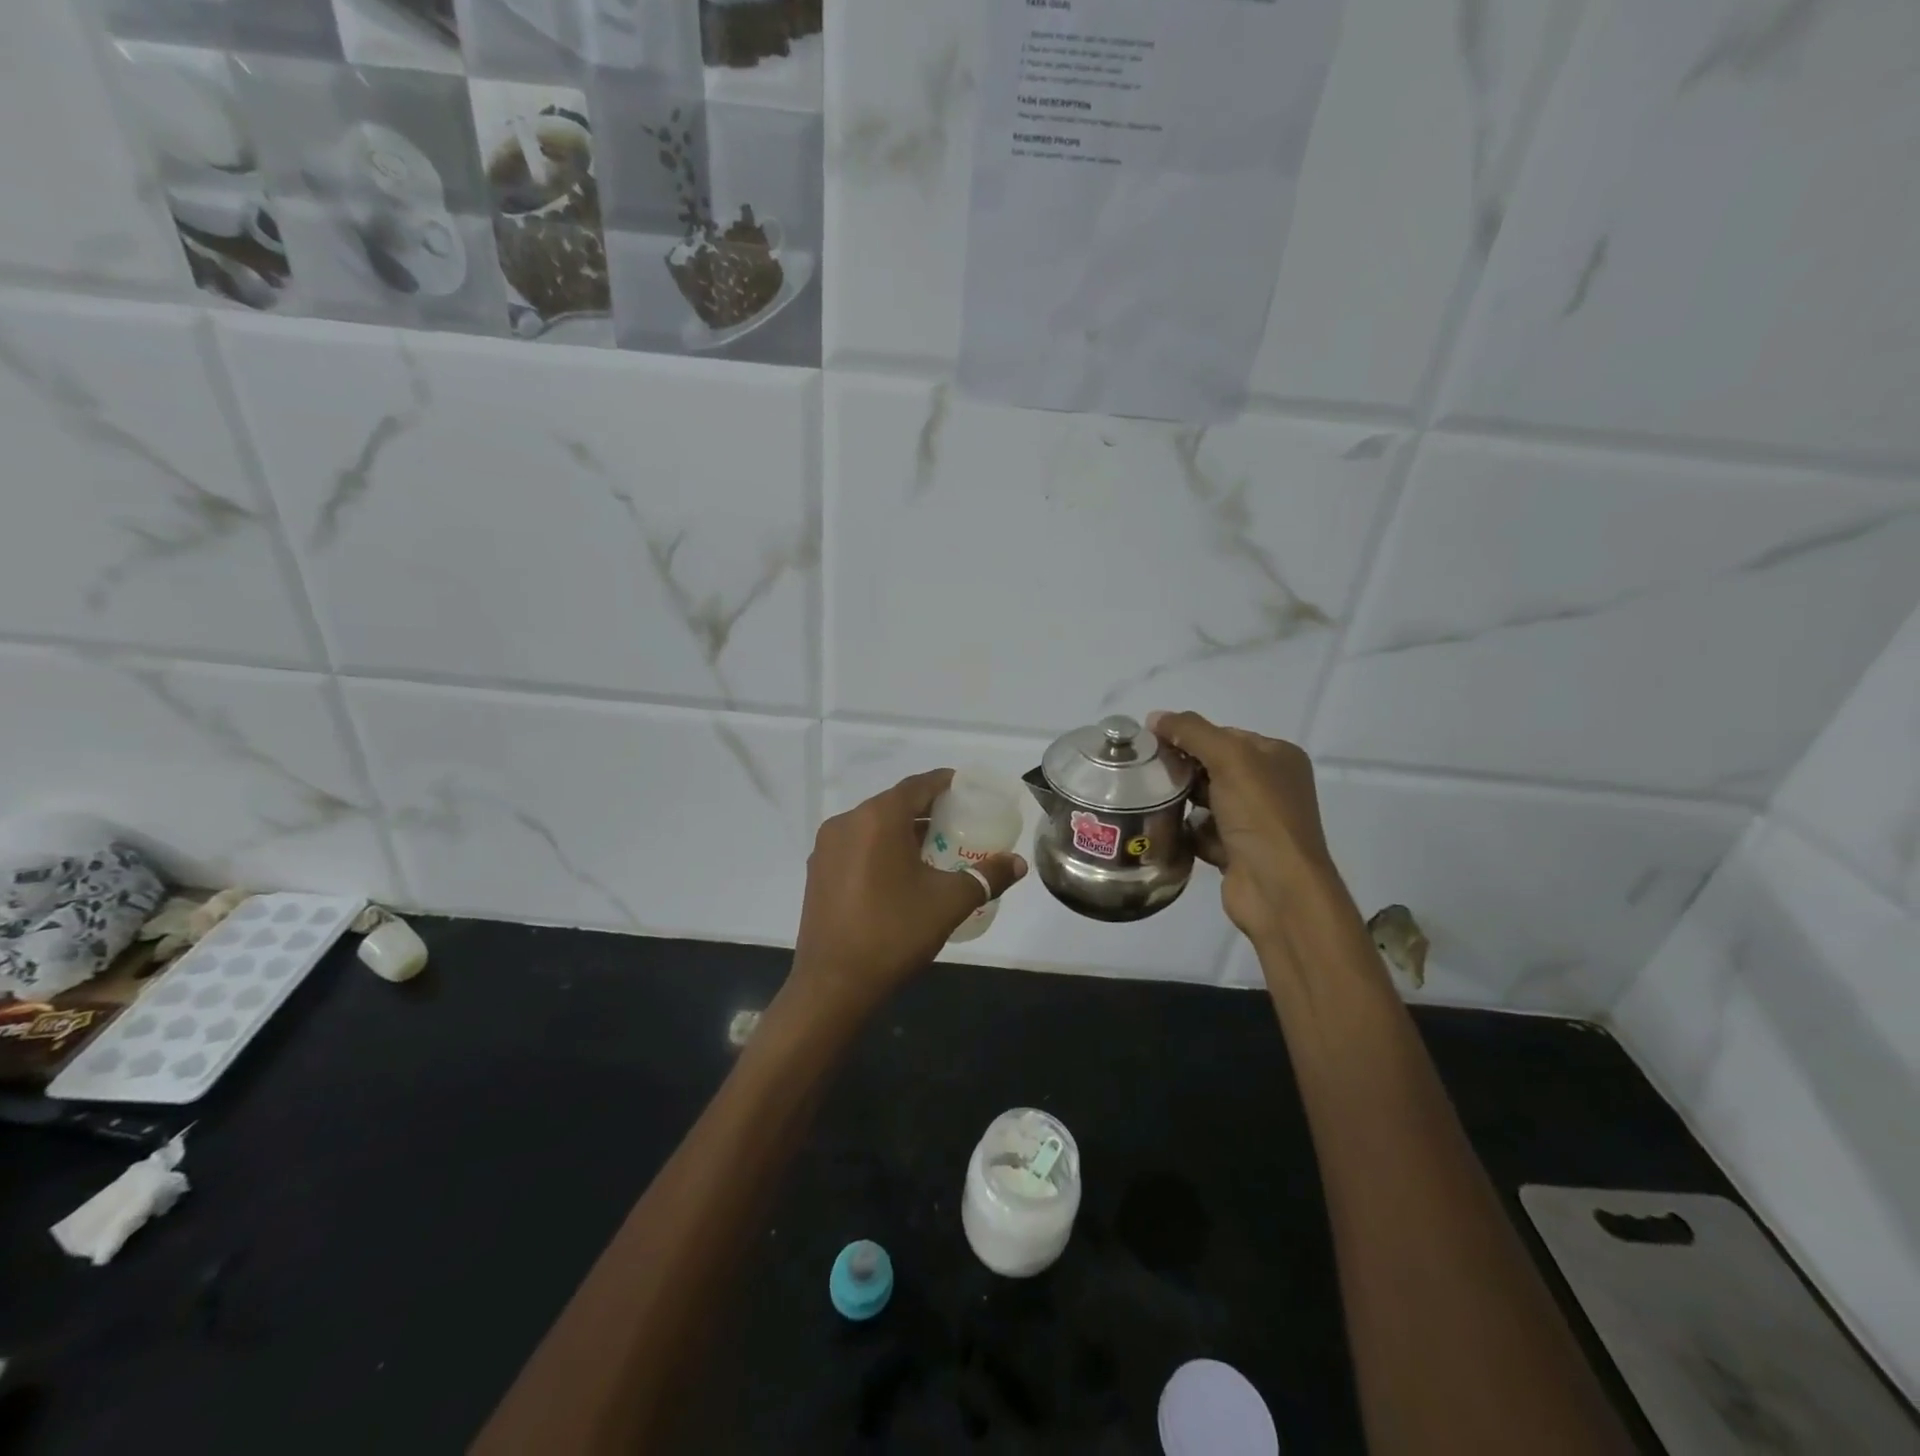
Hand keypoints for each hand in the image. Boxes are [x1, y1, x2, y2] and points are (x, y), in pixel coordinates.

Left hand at [789, 769, 1026, 1012]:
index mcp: (878, 818)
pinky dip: (880, 848)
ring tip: (934, 850)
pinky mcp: (818, 872)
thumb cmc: (894, 932)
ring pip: (873, 825)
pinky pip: (856, 845)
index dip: (945, 783)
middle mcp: (847, 822)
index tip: (968, 790)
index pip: (917, 786)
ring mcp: (827, 848)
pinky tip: (900, 874)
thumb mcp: (949, 902)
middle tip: (958, 824)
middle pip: (894, 804)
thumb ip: (987, 876)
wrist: (833, 984)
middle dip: (926, 810)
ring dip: (903, 831)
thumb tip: (1018, 863)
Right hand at [1148, 711, 1348, 950]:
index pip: (1226, 735)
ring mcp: (1254, 821)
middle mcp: (1270, 786)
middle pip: (1213, 766)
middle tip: (1144, 770)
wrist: (1278, 889)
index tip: (1152, 742)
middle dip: (1181, 767)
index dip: (1190, 735)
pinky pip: (1202, 831)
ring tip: (1147, 798)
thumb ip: (1192, 732)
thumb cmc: (1260, 815)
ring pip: (1205, 800)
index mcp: (1278, 757)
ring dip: (1180, 799)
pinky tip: (1164, 829)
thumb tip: (1154, 717)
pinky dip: (1186, 831)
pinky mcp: (1236, 851)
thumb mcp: (1229, 759)